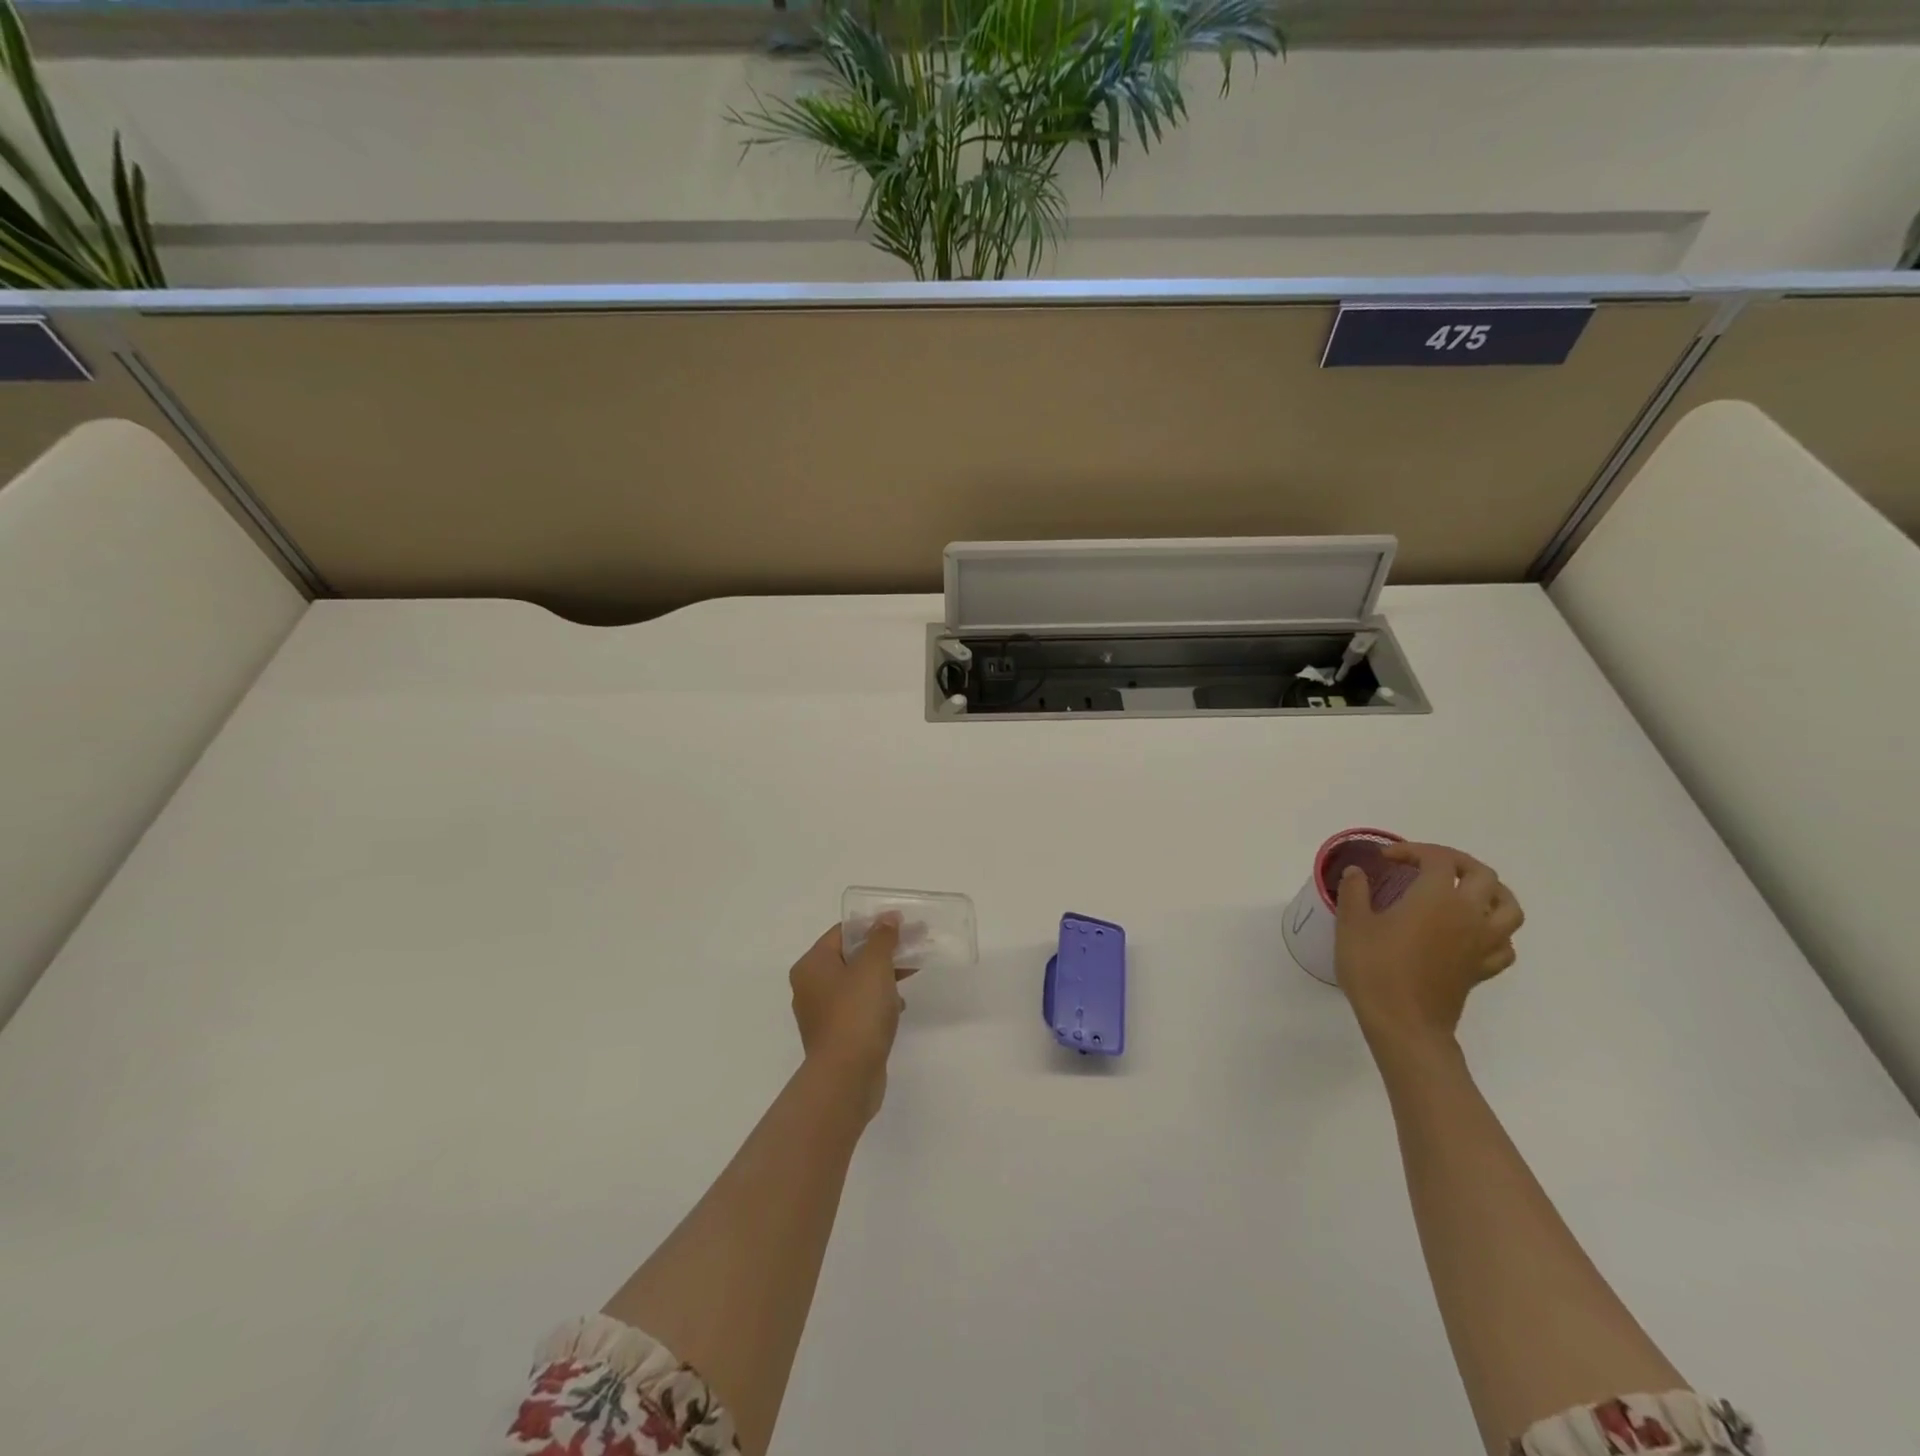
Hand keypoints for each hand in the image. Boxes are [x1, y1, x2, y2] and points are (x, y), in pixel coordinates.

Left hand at [789, 919, 911, 1118]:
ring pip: (856, 984)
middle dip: (882, 951)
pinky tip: (898, 1007)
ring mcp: (822, 1014)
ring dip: (882, 976)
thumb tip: (887, 917)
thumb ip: (882, 938)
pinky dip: (877, 1002)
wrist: (847, 1077)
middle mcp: (810, 986)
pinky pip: (858, 1008)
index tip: (901, 925)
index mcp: (812, 965)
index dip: (872, 924)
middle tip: (913, 946)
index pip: (842, 932)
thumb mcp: (874, 966)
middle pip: (850, 957)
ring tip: (911, 974)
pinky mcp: (836, 1036)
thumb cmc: (857, 1013)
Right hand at [1334, 842, 1523, 1050]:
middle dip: (1455, 862)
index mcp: (1436, 897)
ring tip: (1465, 890)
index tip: (1386, 859)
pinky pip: (1506, 942)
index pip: (1436, 859)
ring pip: (1508, 906)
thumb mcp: (1352, 925)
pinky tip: (1474, 931)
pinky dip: (1495, 929)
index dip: (1412, 851)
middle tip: (1426, 865)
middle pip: (1482, 874)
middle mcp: (1469, 913)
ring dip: (1490, 891)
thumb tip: (1357, 872)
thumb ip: (1355, 892)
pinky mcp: (1485, 968)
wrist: (1404, 1023)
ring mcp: (1483, 942)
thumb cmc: (1375, 969)